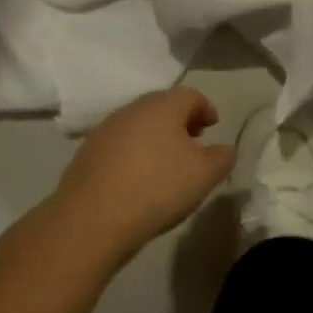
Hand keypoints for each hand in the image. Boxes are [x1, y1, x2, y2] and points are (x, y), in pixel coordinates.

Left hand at [52, 88, 233, 255]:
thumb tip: (224, 149)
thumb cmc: (157, 187)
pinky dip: (134, 153)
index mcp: (162, 106)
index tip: (214, 125)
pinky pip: (119, 145)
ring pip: (138, 125)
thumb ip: (221, 158)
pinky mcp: (87, 153)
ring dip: (155, 137)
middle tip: (193, 141)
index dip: (205, 108)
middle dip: (180, 121)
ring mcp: (105, 130)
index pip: (190, 95)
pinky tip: (139, 178)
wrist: (93, 217)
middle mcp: (132, 109)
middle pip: (161, 106)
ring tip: (167, 162)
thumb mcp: (203, 175)